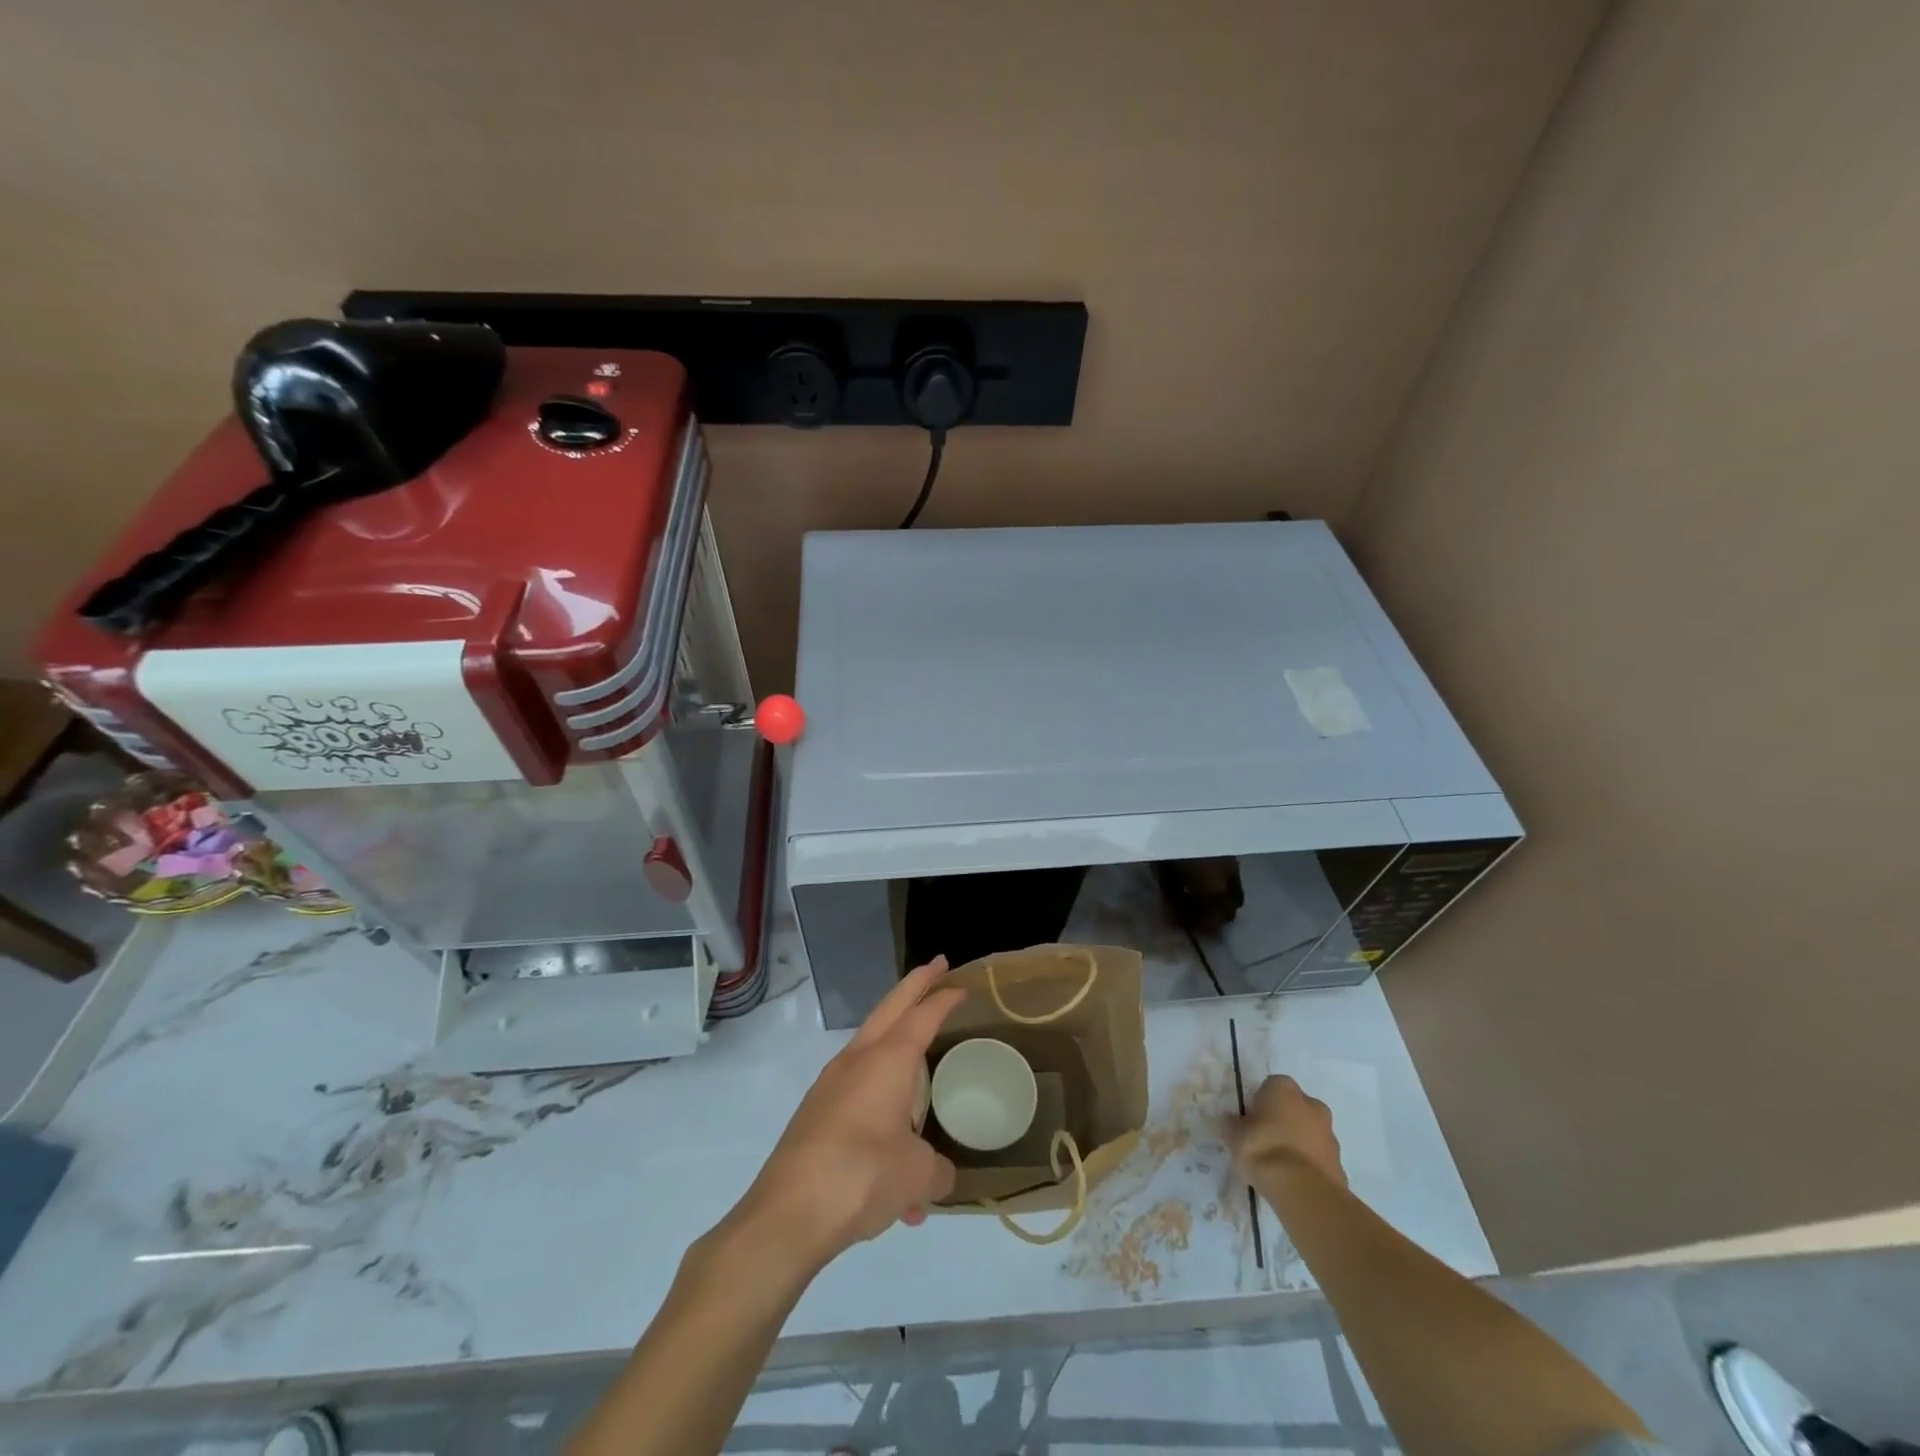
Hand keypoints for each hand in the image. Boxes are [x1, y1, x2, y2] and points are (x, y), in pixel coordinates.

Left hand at [736, 958, 965, 1270]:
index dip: (944, 998)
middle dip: (915, 985)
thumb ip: (937, 1170)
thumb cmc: (861, 1177)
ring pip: (870, 1046)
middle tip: (937, 967)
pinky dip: (880, 1099)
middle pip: (891, 1009)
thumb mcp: (916, 1176)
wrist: (786, 1215)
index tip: (961, 983)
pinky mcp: (816, 1113)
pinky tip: (892, 1160)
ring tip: (921, 1063)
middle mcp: (858, 1060)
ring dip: (896, 1044)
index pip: (922, 1015)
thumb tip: (941, 1176)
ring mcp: (831, 1084)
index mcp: (888, 1060)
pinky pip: (857, 1091)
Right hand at [1226, 1074, 1346, 1189]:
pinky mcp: (1340, 1163)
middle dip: (1283, 1120)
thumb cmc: (1263, 1149)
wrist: (1303, 1191)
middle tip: (1265, 1141)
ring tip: (1279, 1166)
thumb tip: (1229, 1120)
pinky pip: (1318, 1157)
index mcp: (1284, 1088)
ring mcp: (1329, 1134)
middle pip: (1294, 1107)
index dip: (1259, 1103)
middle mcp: (1311, 1104)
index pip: (1269, 1087)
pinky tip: (1294, 1181)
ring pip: (1309, 1132)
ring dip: (1298, 1142)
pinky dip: (1309, 1164)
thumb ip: (1231, 1124)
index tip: (1250, 1121)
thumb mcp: (1233, 1135)